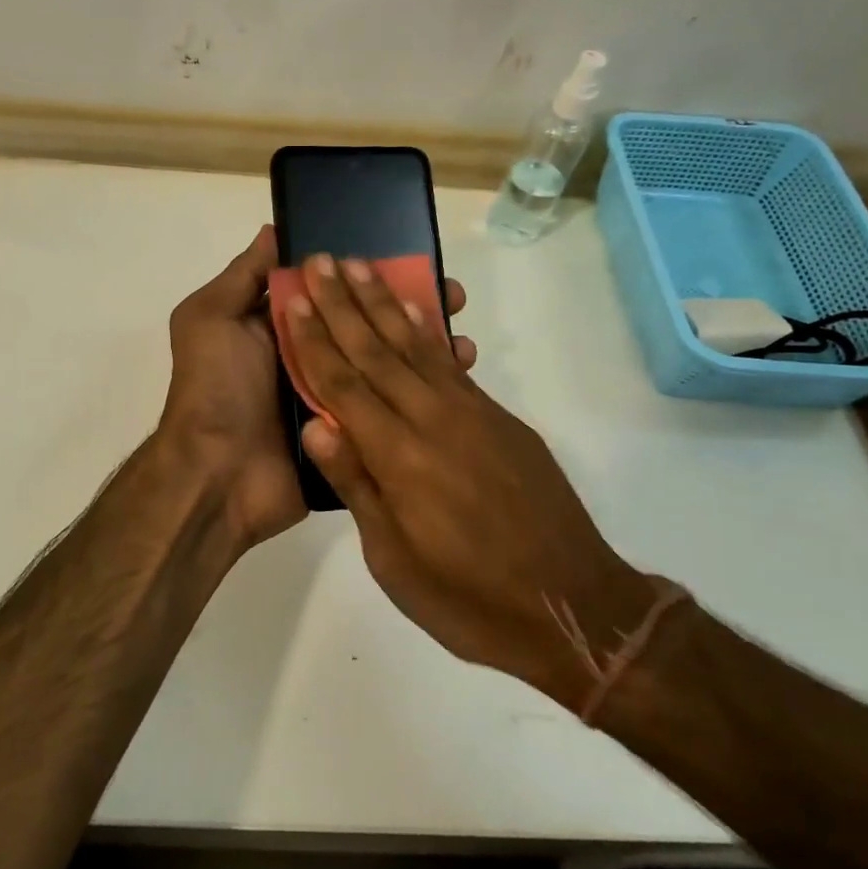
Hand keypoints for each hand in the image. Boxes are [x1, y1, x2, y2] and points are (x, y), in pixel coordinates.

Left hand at [159, 230, 472, 554]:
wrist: (218, 476)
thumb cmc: (215, 387)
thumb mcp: (211, 319)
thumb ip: (243, 276)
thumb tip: (275, 230)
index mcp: (284, 328)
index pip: (335, 291)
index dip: (369, 273)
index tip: (410, 256)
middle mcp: (314, 357)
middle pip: (368, 323)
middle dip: (409, 306)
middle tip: (452, 295)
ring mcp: (336, 397)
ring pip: (386, 363)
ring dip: (424, 346)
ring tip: (462, 336)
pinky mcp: (355, 432)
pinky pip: (391, 405)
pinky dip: (423, 391)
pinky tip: (458, 375)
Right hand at [279, 254, 661, 709]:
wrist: (573, 608)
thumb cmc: (468, 599)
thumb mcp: (394, 560)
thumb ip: (357, 485)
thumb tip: (316, 423)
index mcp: (398, 458)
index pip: (344, 385)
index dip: (315, 340)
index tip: (294, 299)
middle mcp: (433, 421)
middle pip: (377, 351)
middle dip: (343, 304)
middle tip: (321, 260)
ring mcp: (472, 415)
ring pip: (416, 346)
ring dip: (384, 303)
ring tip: (361, 267)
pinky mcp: (501, 420)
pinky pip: (452, 365)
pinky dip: (429, 332)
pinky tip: (415, 311)